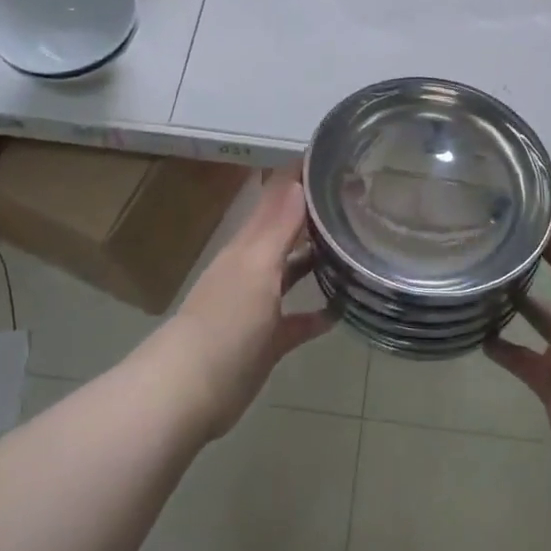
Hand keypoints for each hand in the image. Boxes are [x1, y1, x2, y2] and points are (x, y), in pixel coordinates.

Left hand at [142, 165, 331, 439]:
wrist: (191, 390)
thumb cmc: (226, 322)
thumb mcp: (256, 268)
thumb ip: (278, 226)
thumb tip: (298, 179)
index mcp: (249, 246)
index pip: (277, 199)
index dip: (301, 178)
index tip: (336, 160)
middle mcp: (254, 268)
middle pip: (287, 233)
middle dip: (316, 215)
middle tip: (359, 198)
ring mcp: (259, 305)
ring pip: (293, 273)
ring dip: (318, 261)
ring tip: (356, 247)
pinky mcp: (267, 340)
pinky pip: (297, 320)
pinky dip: (317, 313)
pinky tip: (342, 309)